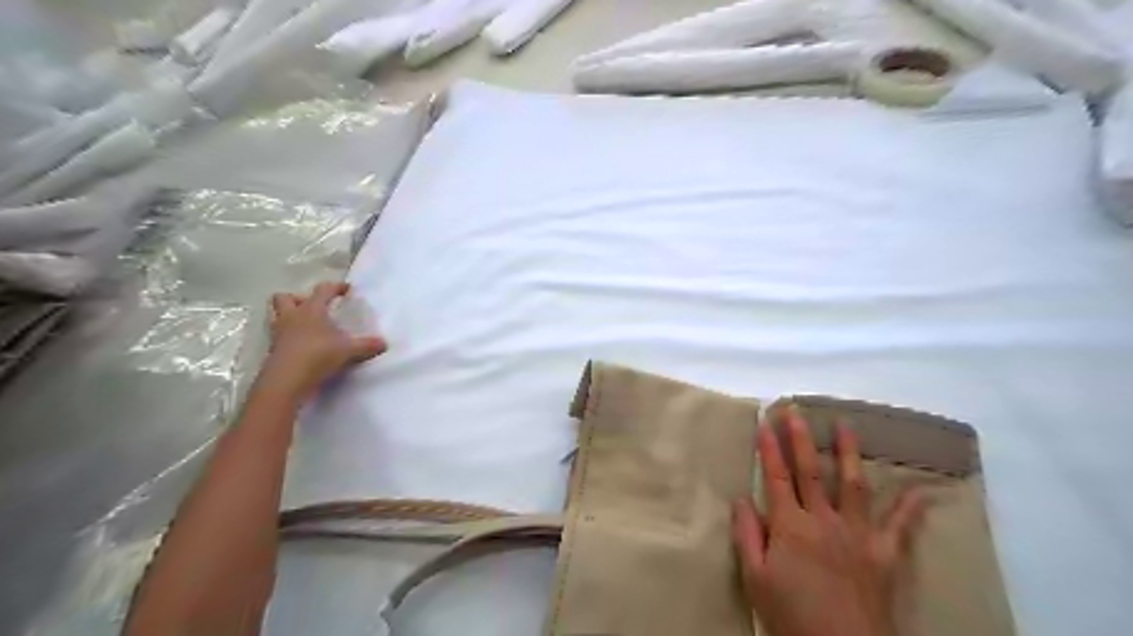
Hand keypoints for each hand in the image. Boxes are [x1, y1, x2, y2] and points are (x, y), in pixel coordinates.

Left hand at [265, 281, 389, 400]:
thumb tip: (384, 343)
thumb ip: (367, 345)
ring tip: (306, 326)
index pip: (323, 290)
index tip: (347, 289)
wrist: (287, 380)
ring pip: (277, 316)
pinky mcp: (273, 350)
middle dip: (298, 299)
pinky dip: (289, 338)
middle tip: (313, 308)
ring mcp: (279, 333)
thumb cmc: (318, 355)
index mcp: (311, 310)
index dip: (335, 287)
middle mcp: (292, 317)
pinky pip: (279, 336)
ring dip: (289, 317)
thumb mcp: (349, 350)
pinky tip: (303, 346)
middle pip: (285, 297)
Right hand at [735, 410, 929, 634]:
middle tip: (796, 411)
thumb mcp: (755, 578)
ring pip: (852, 484)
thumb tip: (742, 498)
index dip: (769, 449)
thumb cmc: (791, 615)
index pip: (776, 477)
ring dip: (848, 452)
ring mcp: (857, 533)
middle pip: (810, 471)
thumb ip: (747, 534)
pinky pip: (900, 526)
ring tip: (846, 425)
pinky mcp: (884, 554)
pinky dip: (911, 508)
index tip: (764, 422)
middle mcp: (824, 520)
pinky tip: (922, 490)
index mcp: (790, 525)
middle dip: (800, 438)